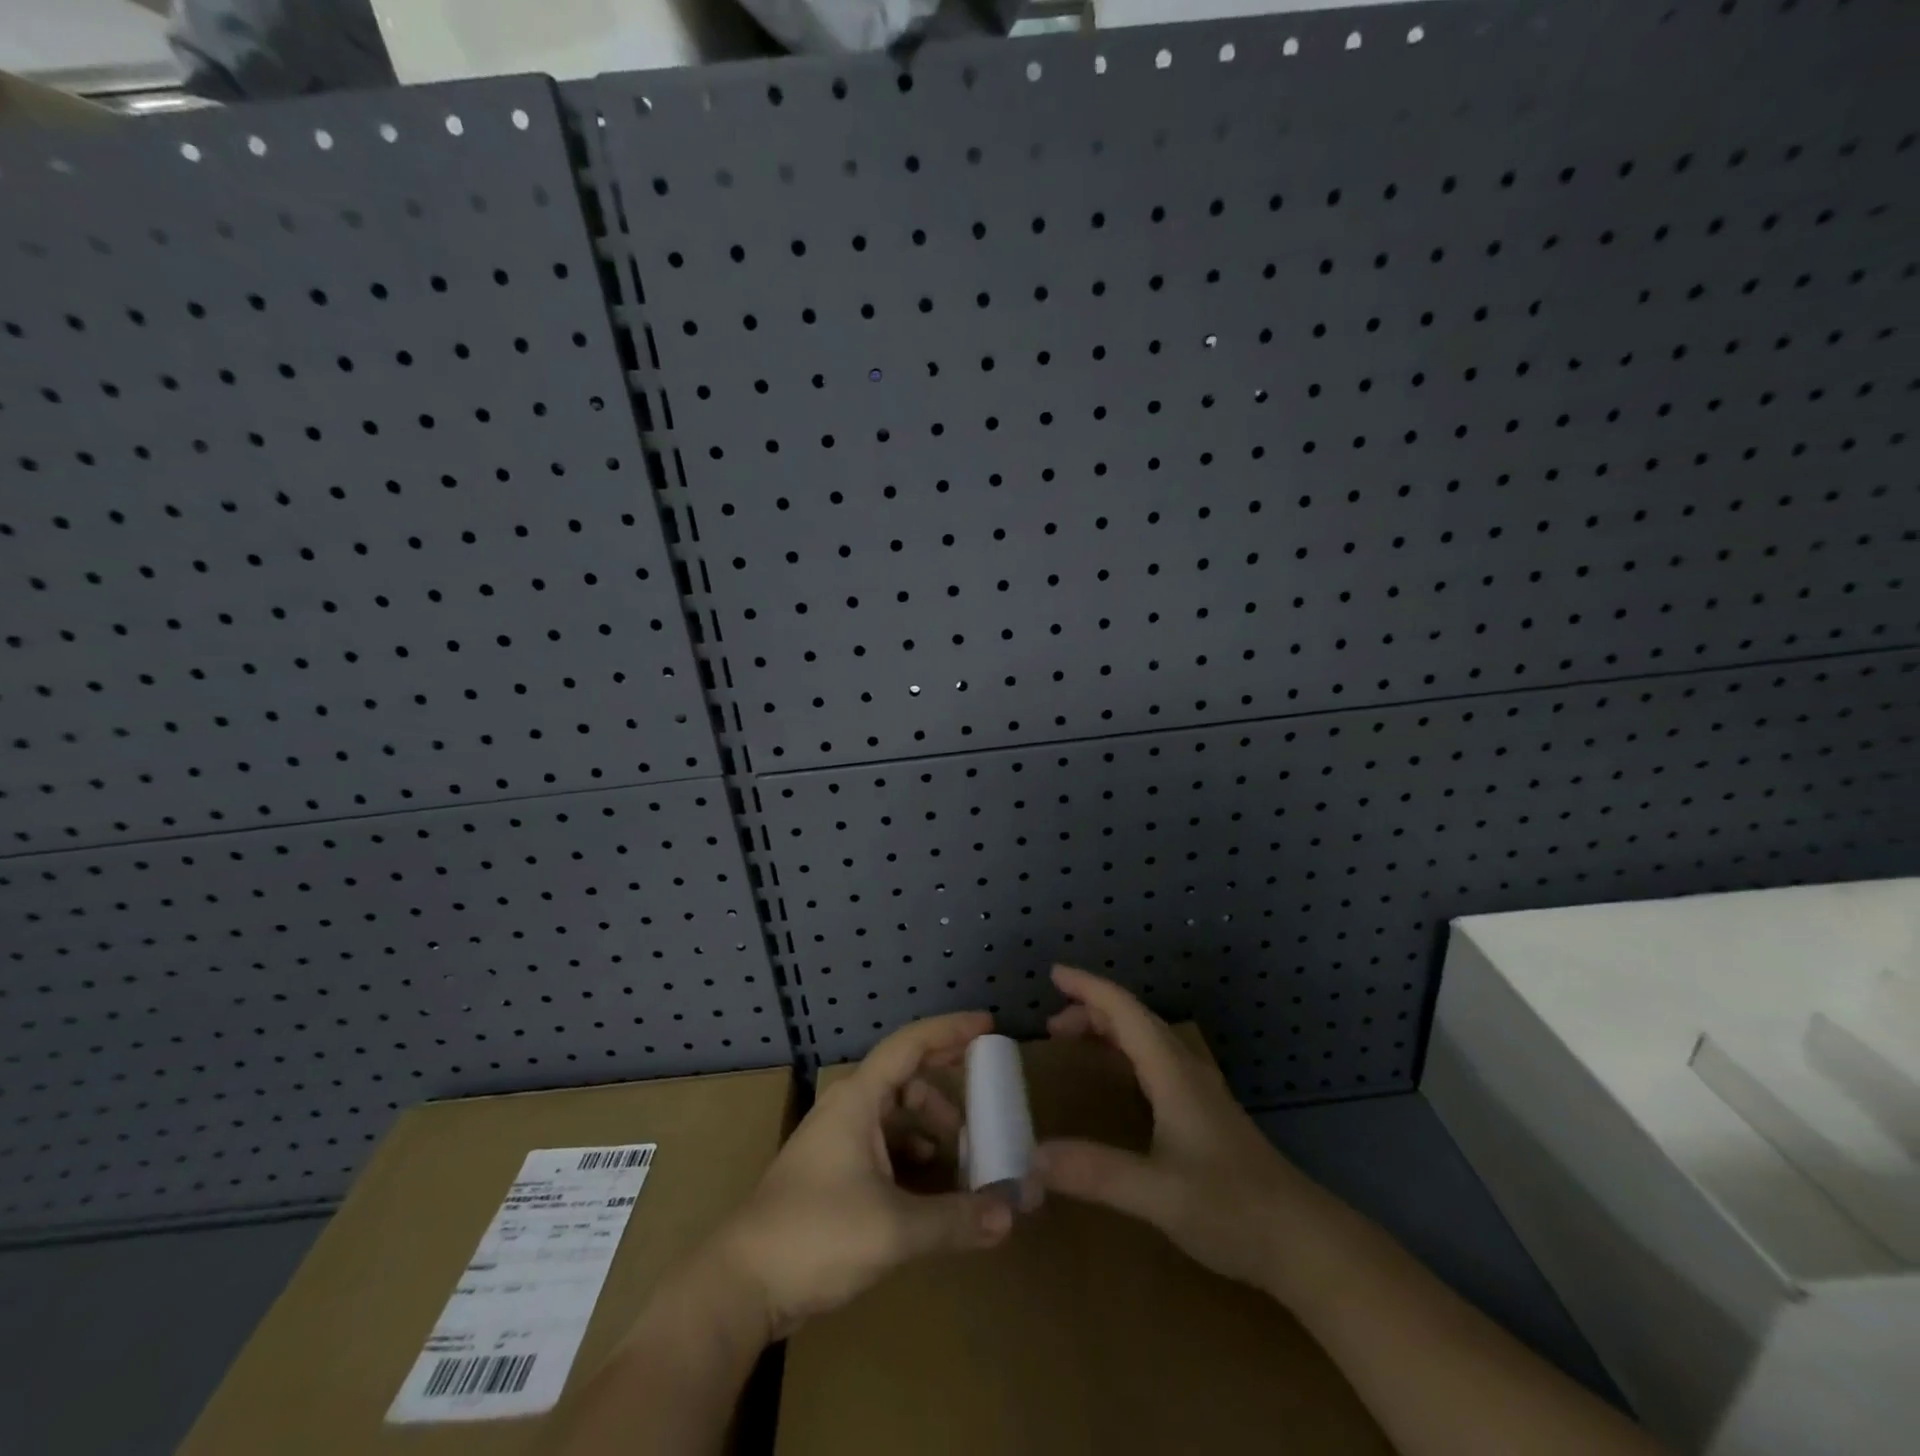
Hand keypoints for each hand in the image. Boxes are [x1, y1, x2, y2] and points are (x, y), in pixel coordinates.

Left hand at [710, 1011, 1014, 1338]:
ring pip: (893, 1111)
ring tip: (965, 1146)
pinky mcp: (832, 1171)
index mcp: (858, 1099)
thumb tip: (1010, 1214)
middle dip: (945, 1078)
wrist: (742, 1285)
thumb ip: (955, 1219)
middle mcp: (847, 1108)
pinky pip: (882, 1142)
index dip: (950, 1030)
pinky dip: (911, 1151)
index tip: (988, 1025)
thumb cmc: (816, 1236)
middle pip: (904, 1074)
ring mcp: (836, 1139)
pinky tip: (931, 1178)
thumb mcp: (894, 1229)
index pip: (911, 1044)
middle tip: (985, 1088)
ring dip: (929, 1121)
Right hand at [1033, 965, 1307, 1292]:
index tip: (1054, 974)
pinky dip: (1125, 1052)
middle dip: (1091, 1010)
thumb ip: (1096, 1173)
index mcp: (1173, 1072)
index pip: (1124, 1011)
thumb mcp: (1158, 1193)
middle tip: (1051, 1026)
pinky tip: (1118, 1079)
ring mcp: (1199, 1091)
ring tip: (1074, 1042)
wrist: (1303, 1242)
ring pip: (1147, 1039)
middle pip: (1134, 1019)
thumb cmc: (1232, 1208)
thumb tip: (1032, 1158)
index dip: (1088, 987)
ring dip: (1109, 1029)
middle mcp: (1185, 1070)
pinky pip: (1155, 1061)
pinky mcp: (1205, 1113)